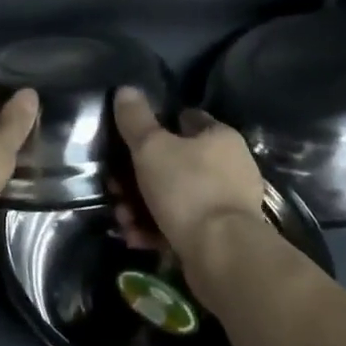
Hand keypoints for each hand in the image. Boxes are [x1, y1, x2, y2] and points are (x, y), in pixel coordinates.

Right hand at [111, 88, 265, 272]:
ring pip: (176, 197)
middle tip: (115, 187)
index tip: (130, 140)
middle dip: (140, 175)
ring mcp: (227, 204)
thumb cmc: (188, 189)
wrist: (223, 256)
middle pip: (176, 162)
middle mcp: (230, 166)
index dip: (157, 126)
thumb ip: (136, 119)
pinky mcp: (220, 237)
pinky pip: (182, 226)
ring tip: (122, 218)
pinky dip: (157, 230)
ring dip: (144, 206)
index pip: (186, 119)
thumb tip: (126, 90)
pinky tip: (135, 238)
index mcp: (220, 137)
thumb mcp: (152, 147)